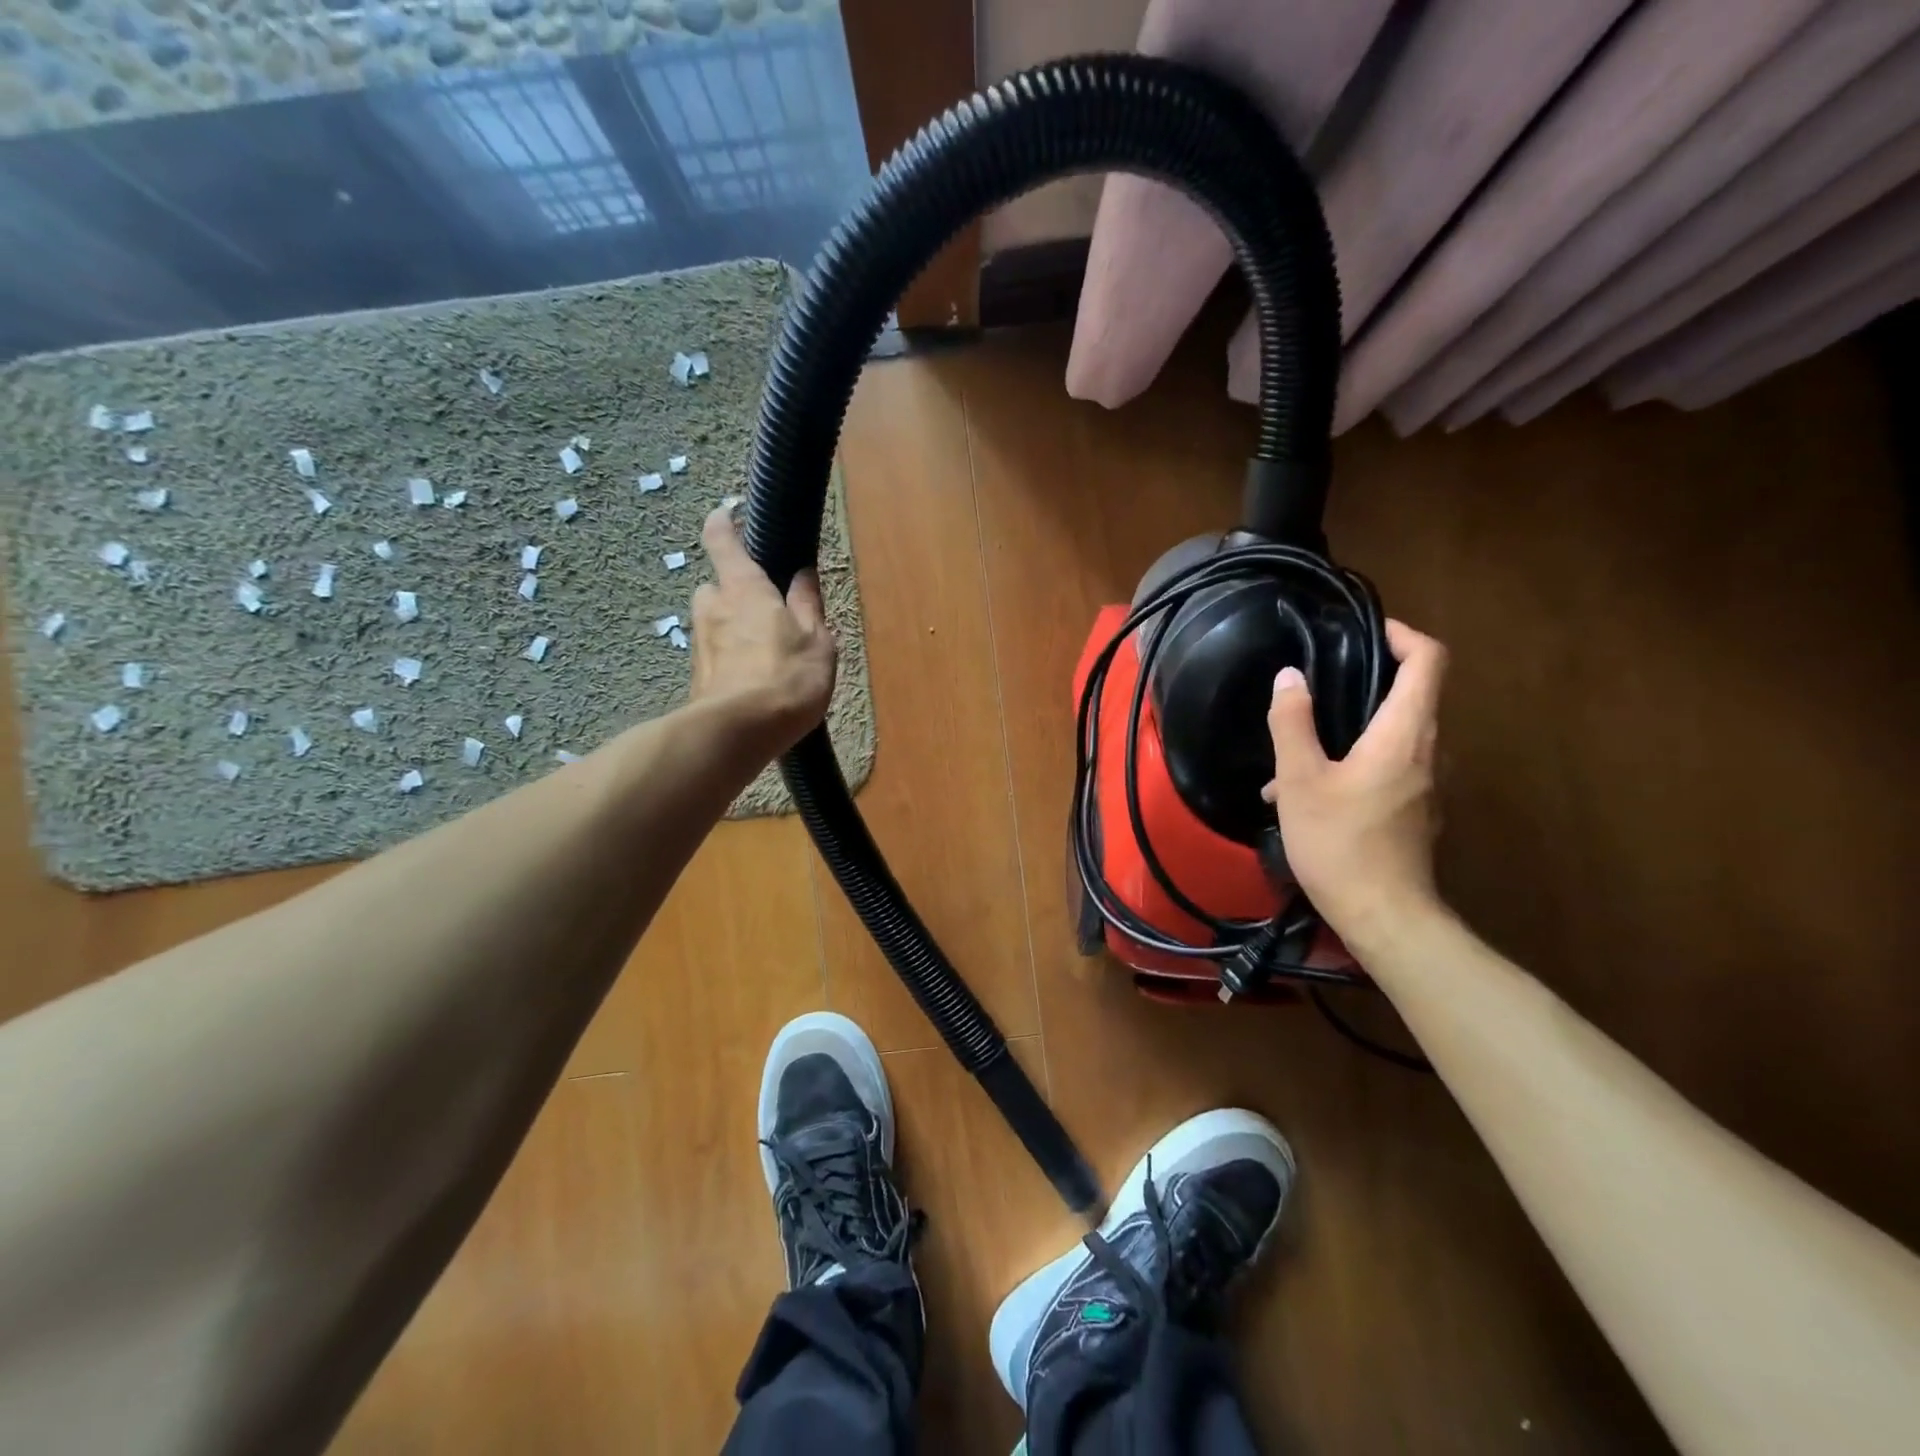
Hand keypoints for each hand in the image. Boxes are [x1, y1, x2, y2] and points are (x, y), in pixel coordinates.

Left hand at [689, 505, 836, 756]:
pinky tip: (753, 681)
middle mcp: (713, 609)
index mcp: (744, 590)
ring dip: (732, 629)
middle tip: (764, 610)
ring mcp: (700, 645)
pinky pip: (715, 655)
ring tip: (764, 653)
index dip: (722, 524)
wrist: (739, 733)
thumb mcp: (816, 640)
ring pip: (714, 624)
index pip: (723, 543)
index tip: (726, 513)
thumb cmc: (787, 678)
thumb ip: (808, 605)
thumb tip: (802, 574)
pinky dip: (730, 659)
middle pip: (715, 587)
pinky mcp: (698, 677)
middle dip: (733, 592)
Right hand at [1263, 620, 1447, 950]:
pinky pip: (1388, 767)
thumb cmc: (1340, 843)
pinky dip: (1352, 763)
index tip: (1364, 631)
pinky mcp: (1416, 810)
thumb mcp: (1301, 780)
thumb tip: (1290, 677)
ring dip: (1349, 730)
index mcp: (1405, 734)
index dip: (1402, 634)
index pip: (1428, 660)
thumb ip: (1293, 723)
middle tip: (1317, 684)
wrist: (1384, 916)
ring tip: (1291, 755)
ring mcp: (1427, 784)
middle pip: (1412, 694)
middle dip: (1366, 681)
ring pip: (1393, 735)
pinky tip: (1304, 794)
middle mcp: (1428, 751)